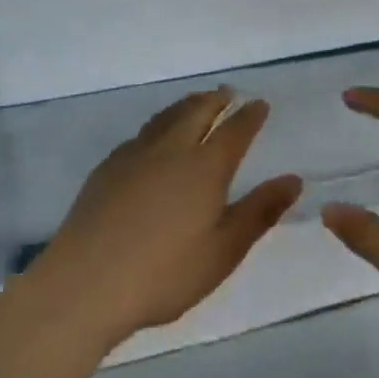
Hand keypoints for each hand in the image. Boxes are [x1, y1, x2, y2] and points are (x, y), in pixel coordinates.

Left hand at [32, 88, 301, 347]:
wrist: (84, 285)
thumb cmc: (164, 274)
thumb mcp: (224, 251)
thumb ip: (259, 212)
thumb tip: (294, 179)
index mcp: (204, 168)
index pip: (234, 132)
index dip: (250, 116)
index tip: (260, 104)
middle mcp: (170, 151)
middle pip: (197, 113)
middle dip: (216, 100)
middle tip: (228, 92)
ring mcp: (134, 157)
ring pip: (166, 118)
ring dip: (186, 105)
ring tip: (196, 102)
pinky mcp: (106, 169)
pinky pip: (141, 134)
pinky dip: (158, 125)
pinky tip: (154, 138)